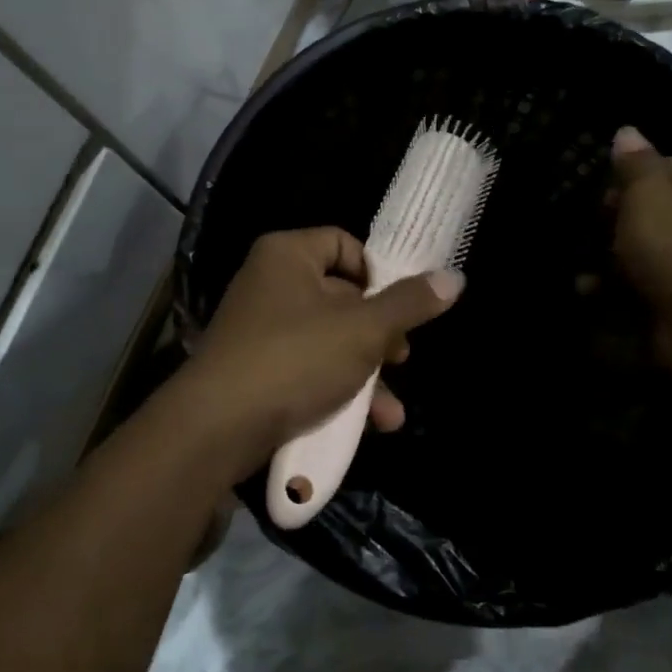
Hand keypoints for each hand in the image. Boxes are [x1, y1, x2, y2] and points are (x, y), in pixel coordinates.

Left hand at [172, 228, 462, 473]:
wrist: (217, 427)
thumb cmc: (295, 359)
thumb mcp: (363, 330)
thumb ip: (409, 304)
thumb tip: (454, 278)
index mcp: (288, 255)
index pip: (344, 244)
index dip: (378, 273)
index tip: (400, 308)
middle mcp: (269, 283)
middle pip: (340, 296)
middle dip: (379, 335)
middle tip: (401, 358)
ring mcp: (259, 329)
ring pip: (327, 340)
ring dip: (364, 374)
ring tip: (390, 410)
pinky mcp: (254, 370)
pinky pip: (305, 368)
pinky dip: (335, 390)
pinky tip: (367, 425)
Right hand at [607, 126, 671, 375]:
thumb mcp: (647, 193)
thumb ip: (633, 163)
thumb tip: (626, 132)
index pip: (662, 167)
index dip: (625, 182)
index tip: (600, 203)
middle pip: (653, 210)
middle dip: (614, 224)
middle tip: (591, 235)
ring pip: (648, 248)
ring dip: (611, 259)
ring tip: (585, 274)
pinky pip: (650, 281)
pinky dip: (621, 287)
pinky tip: (594, 293)